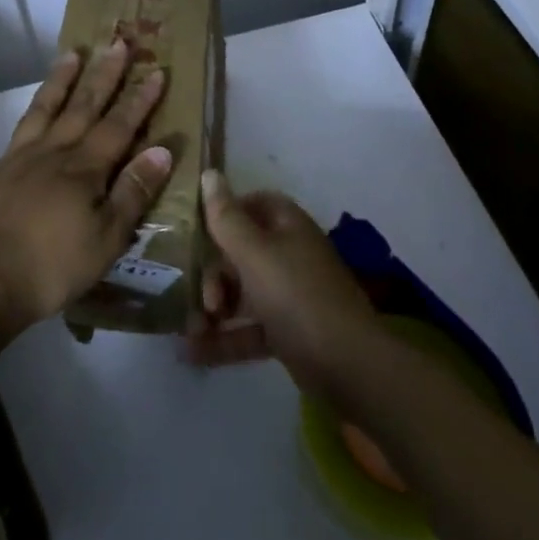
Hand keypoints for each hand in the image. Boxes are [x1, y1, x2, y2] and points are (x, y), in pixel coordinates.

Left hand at [0, 40, 173, 345]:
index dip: (140, 99)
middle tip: (119, 42)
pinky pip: (24, 124)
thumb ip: (133, 192)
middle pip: (85, 106)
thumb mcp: (106, 238)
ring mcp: (24, 156)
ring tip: (74, 52)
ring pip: (50, 106)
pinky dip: (37, 105)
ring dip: (65, 78)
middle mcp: (56, 151)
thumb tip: (162, 150)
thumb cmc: (54, 265)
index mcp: (86, 169)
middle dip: (105, 75)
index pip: (120, 126)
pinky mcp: (1, 167)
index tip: (156, 71)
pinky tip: (40, 101)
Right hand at [186, 171, 376, 396]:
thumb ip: (226, 217)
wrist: (348, 366)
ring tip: (189, 330)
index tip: (196, 229)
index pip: (255, 204)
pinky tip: (193, 353)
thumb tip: (210, 173)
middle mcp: (291, 256)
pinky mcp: (289, 333)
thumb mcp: (254, 253)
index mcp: (288, 228)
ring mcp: (291, 296)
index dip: (225, 211)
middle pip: (242, 252)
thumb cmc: (296, 297)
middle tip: (201, 297)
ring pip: (243, 293)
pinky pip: (249, 328)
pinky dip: (224, 339)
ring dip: (214, 308)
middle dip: (212, 273)